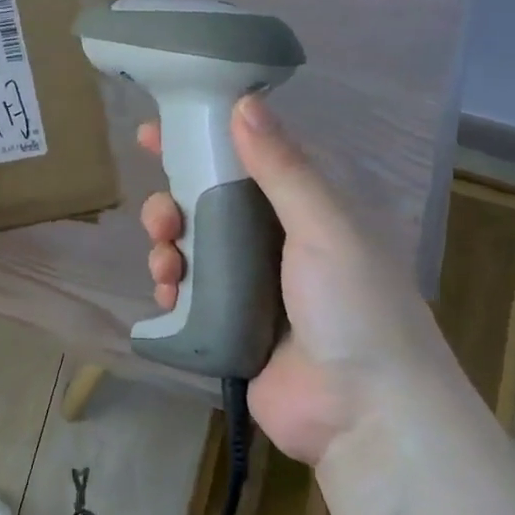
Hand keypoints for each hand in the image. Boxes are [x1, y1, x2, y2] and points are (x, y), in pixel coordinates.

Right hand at [140, 96, 459, 464]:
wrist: (362, 411)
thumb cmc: (354, 308)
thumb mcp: (324, 228)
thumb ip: (282, 169)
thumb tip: (243, 103)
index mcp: (306, 213)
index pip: (245, 163)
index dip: (200, 143)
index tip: (152, 132)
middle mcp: (275, 245)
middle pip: (206, 207)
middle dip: (173, 206)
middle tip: (161, 219)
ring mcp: (249, 288)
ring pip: (190, 250)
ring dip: (167, 250)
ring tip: (166, 269)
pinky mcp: (226, 327)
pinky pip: (186, 295)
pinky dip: (170, 291)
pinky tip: (168, 297)